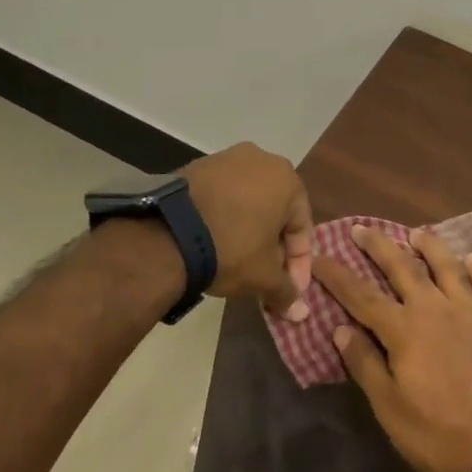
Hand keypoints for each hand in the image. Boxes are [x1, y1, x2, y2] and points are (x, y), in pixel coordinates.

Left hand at [182, 143, 312, 319]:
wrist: (168, 232)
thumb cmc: (231, 248)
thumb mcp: (263, 277)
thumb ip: (286, 292)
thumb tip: (301, 312)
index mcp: (287, 178)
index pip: (302, 228)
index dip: (299, 264)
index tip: (290, 291)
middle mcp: (263, 159)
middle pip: (276, 211)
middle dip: (274, 246)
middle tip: (266, 276)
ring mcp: (228, 158)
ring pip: (249, 201)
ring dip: (250, 230)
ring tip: (240, 260)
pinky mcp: (199, 165)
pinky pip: (223, 194)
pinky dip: (226, 216)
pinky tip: (216, 240)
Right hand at [314, 225, 471, 471]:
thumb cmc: (438, 433)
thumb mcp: (390, 408)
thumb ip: (365, 364)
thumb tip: (340, 328)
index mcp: (404, 329)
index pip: (361, 295)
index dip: (336, 275)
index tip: (318, 256)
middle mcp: (434, 309)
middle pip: (402, 267)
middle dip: (378, 245)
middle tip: (361, 228)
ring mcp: (470, 312)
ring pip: (447, 267)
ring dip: (429, 247)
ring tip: (416, 233)